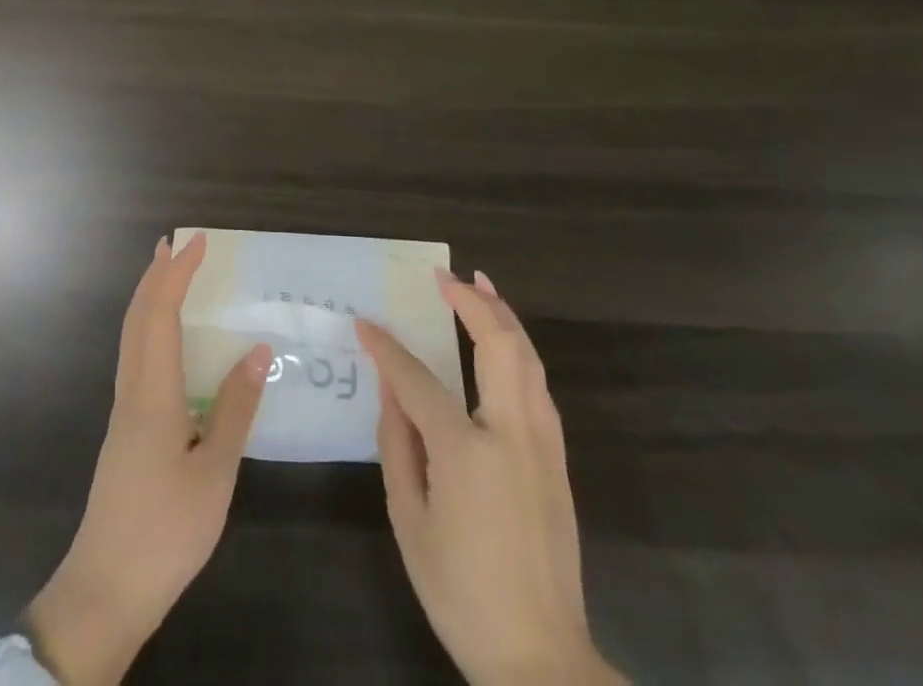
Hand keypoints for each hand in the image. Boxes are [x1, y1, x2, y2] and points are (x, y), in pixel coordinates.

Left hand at [27, 233, 270, 685]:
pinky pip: (135, 358)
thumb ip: (235, 409)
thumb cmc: (166, 530)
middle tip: (173, 244)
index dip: (177, 274)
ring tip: (167, 278)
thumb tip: (257, 351)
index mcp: (153, 392)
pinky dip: (149, 329)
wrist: (106, 588)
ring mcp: (124, 411)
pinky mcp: (125, 430)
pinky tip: (165, 344)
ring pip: (132, 337)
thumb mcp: (215, 473)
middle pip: (138, 317)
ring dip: (149, 299)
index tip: (196, 242)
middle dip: (155, 276)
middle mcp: (132, 390)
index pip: (162, 314)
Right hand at [357, 270, 622, 685]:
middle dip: (472, 302)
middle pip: (499, 347)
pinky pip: (539, 387)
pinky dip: (521, 351)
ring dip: (503, 317)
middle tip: (445, 276)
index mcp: (467, 451)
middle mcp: (512, 435)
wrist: (540, 658)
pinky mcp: (559, 461)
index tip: (364, 323)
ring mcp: (543, 446)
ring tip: (481, 286)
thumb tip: (390, 389)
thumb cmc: (461, 591)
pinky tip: (505, 343)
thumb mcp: (410, 521)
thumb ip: (397, 445)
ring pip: (529, 360)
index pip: (418, 379)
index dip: (387, 348)